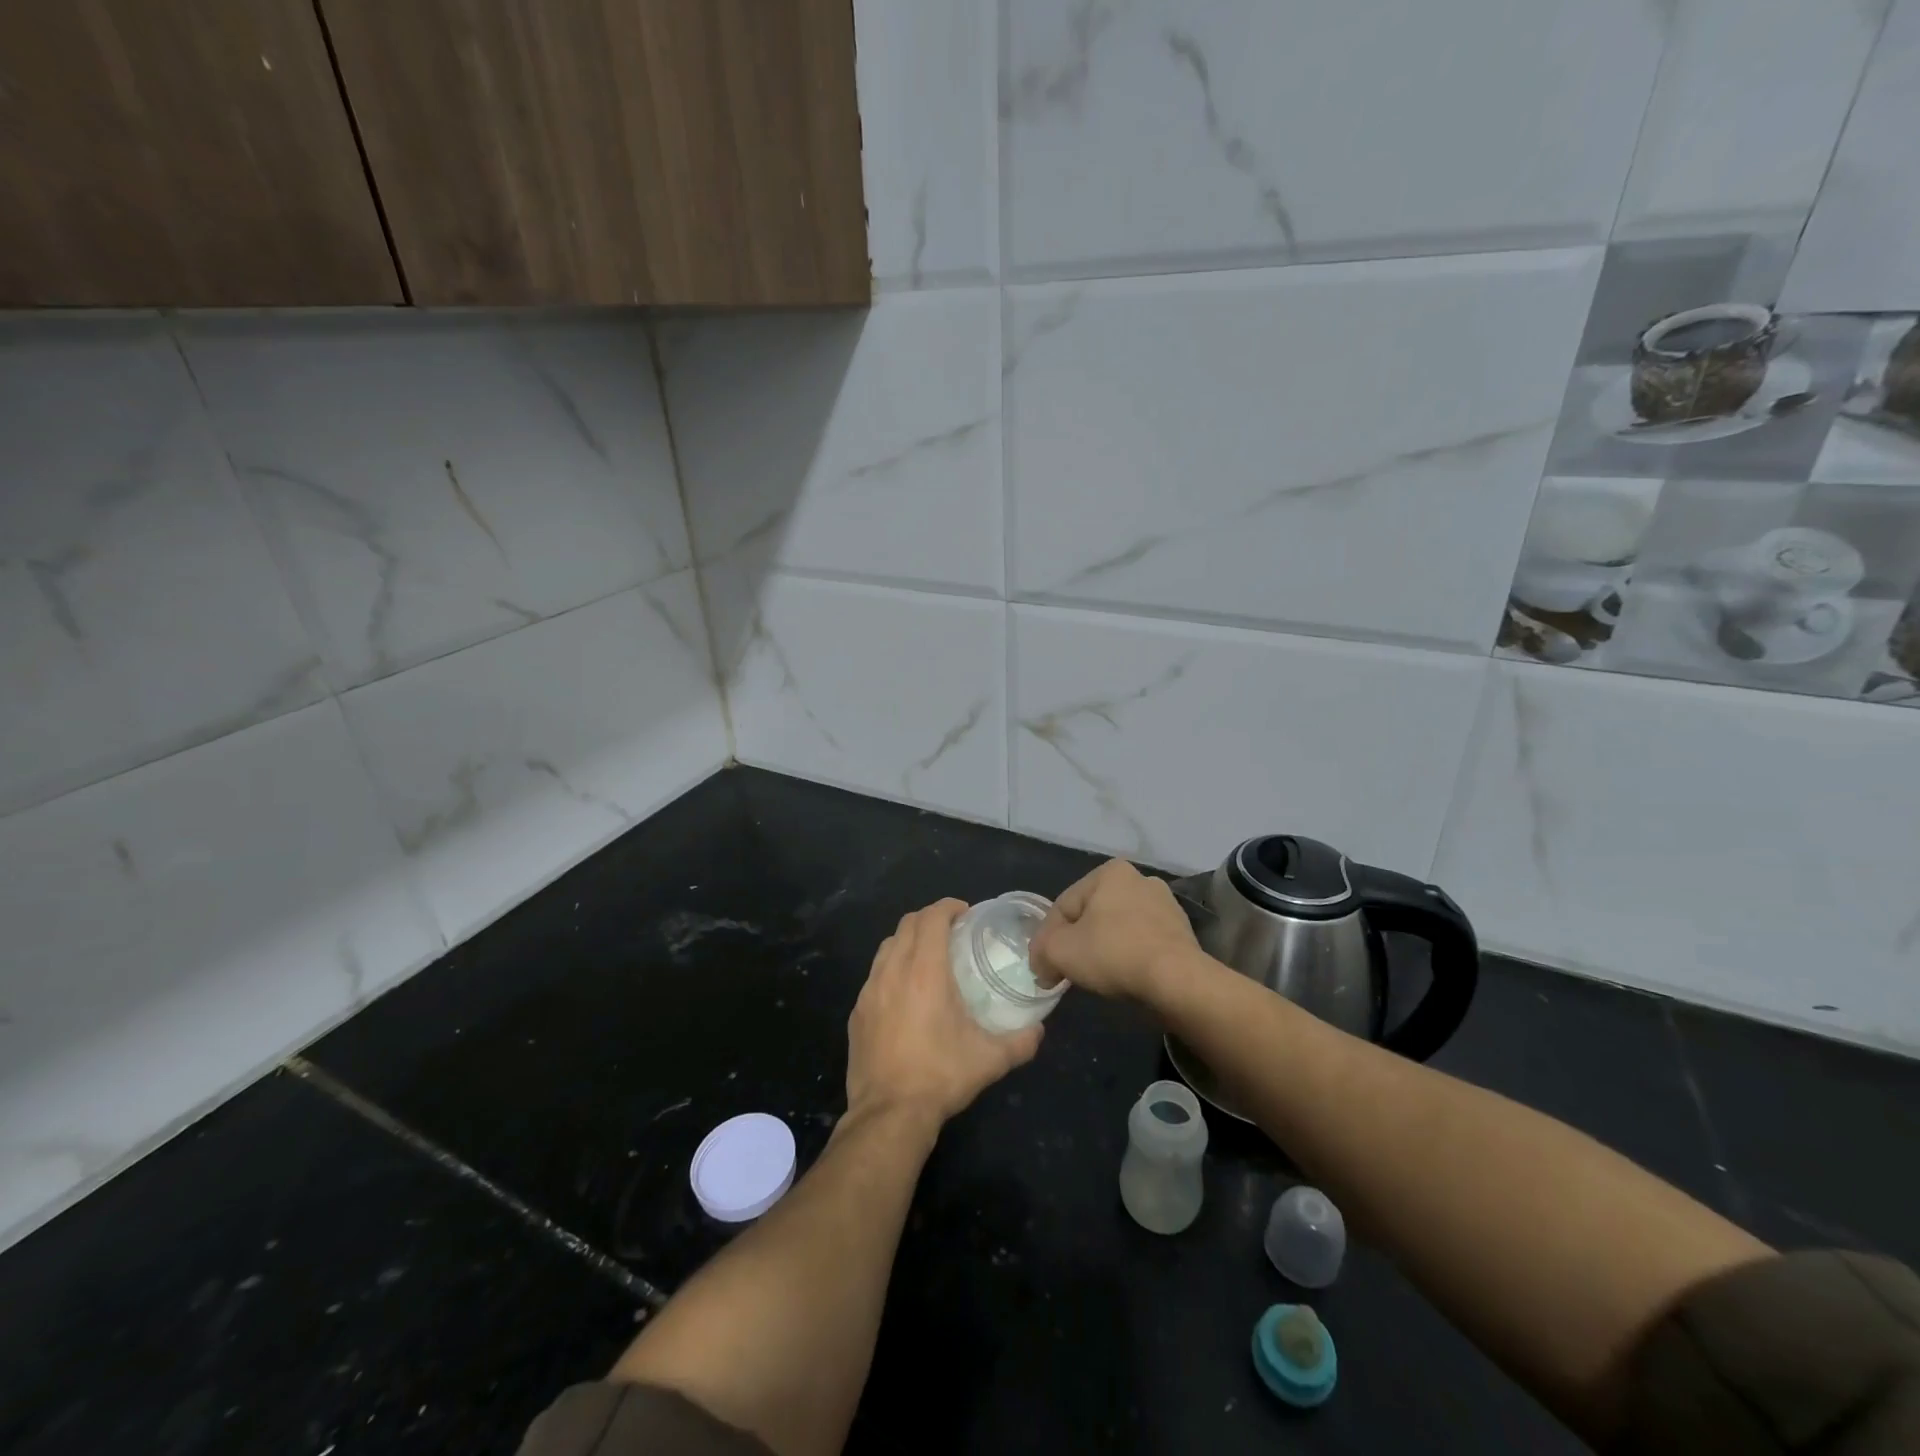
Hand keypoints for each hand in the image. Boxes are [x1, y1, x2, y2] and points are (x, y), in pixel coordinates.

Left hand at [844, 899, 1043, 1127]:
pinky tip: (905, 993)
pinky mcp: (857, 1012)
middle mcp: (893, 971)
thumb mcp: (990, 1060)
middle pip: (907, 924)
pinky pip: (875, 974)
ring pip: (887, 946)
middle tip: (952, 932)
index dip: (949, 907)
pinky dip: (892, 968)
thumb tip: (1039, 1031)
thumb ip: (1021, 1042)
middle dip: (930, 918)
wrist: (888, 1114)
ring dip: (908, 940)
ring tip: (928, 957)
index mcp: (925, 972)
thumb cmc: (941, 1077)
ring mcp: (870, 991)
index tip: (966, 913)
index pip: (932, 918)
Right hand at [1030, 859, 1198, 1003]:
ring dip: (1101, 949)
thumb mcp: (1060, 951)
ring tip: (1092, 977)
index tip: (1041, 966)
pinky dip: (1127, 957)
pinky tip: (1121, 978)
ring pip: (1116, 929)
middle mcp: (1139, 879)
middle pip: (1091, 915)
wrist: (1177, 980)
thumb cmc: (1114, 953)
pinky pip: (1140, 943)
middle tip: (1063, 971)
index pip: (1064, 906)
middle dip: (1075, 942)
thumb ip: (1042, 951)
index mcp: (1109, 872)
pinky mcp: (1181, 933)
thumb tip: (1042, 963)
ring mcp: (1165, 905)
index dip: (1046, 938)